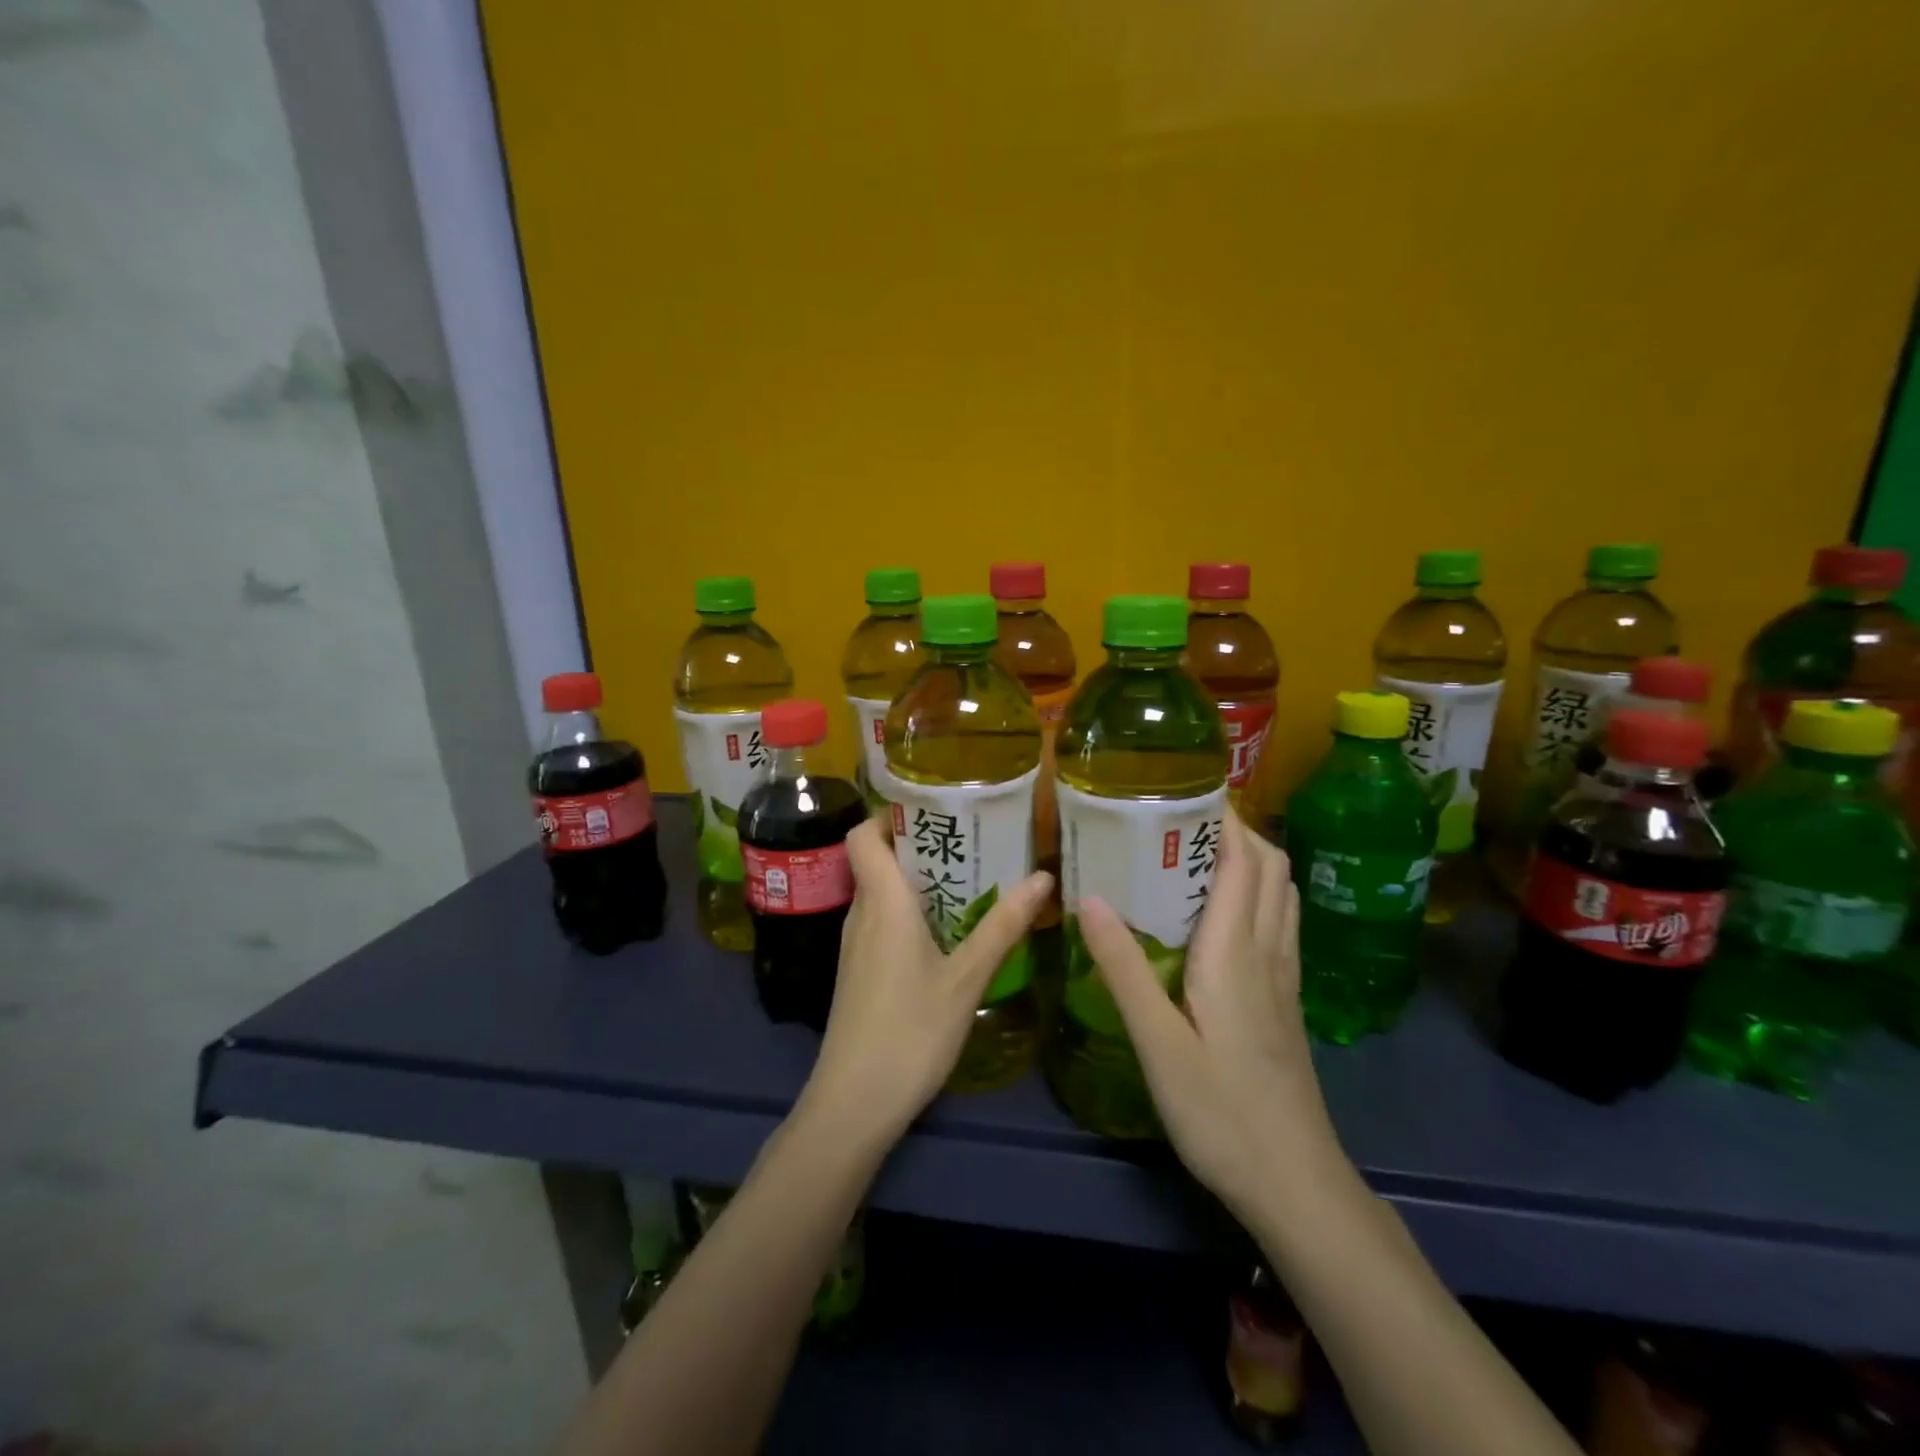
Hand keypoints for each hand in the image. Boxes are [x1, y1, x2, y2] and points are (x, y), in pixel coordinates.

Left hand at [798, 817, 1052, 1146]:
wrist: (854, 1103)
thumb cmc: (910, 1031)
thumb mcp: (967, 978)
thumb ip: (1003, 926)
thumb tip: (1043, 876)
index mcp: (882, 902)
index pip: (862, 835)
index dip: (888, 815)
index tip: (933, 809)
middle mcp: (862, 914)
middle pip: (877, 860)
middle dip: (919, 845)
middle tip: (970, 841)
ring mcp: (856, 945)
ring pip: (881, 893)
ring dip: (918, 880)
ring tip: (969, 879)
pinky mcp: (859, 972)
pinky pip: (882, 922)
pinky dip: (911, 912)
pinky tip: (948, 932)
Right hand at [1077, 814, 1339, 1221]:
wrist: (1296, 1183)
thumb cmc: (1221, 1112)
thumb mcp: (1158, 1043)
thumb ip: (1124, 967)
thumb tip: (1087, 896)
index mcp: (1235, 952)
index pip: (1244, 862)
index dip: (1225, 819)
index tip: (1188, 791)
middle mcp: (1268, 953)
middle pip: (1272, 868)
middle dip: (1238, 830)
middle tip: (1184, 818)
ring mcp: (1284, 978)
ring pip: (1283, 894)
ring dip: (1253, 859)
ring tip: (1203, 851)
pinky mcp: (1286, 1002)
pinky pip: (1280, 924)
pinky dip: (1260, 894)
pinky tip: (1226, 913)